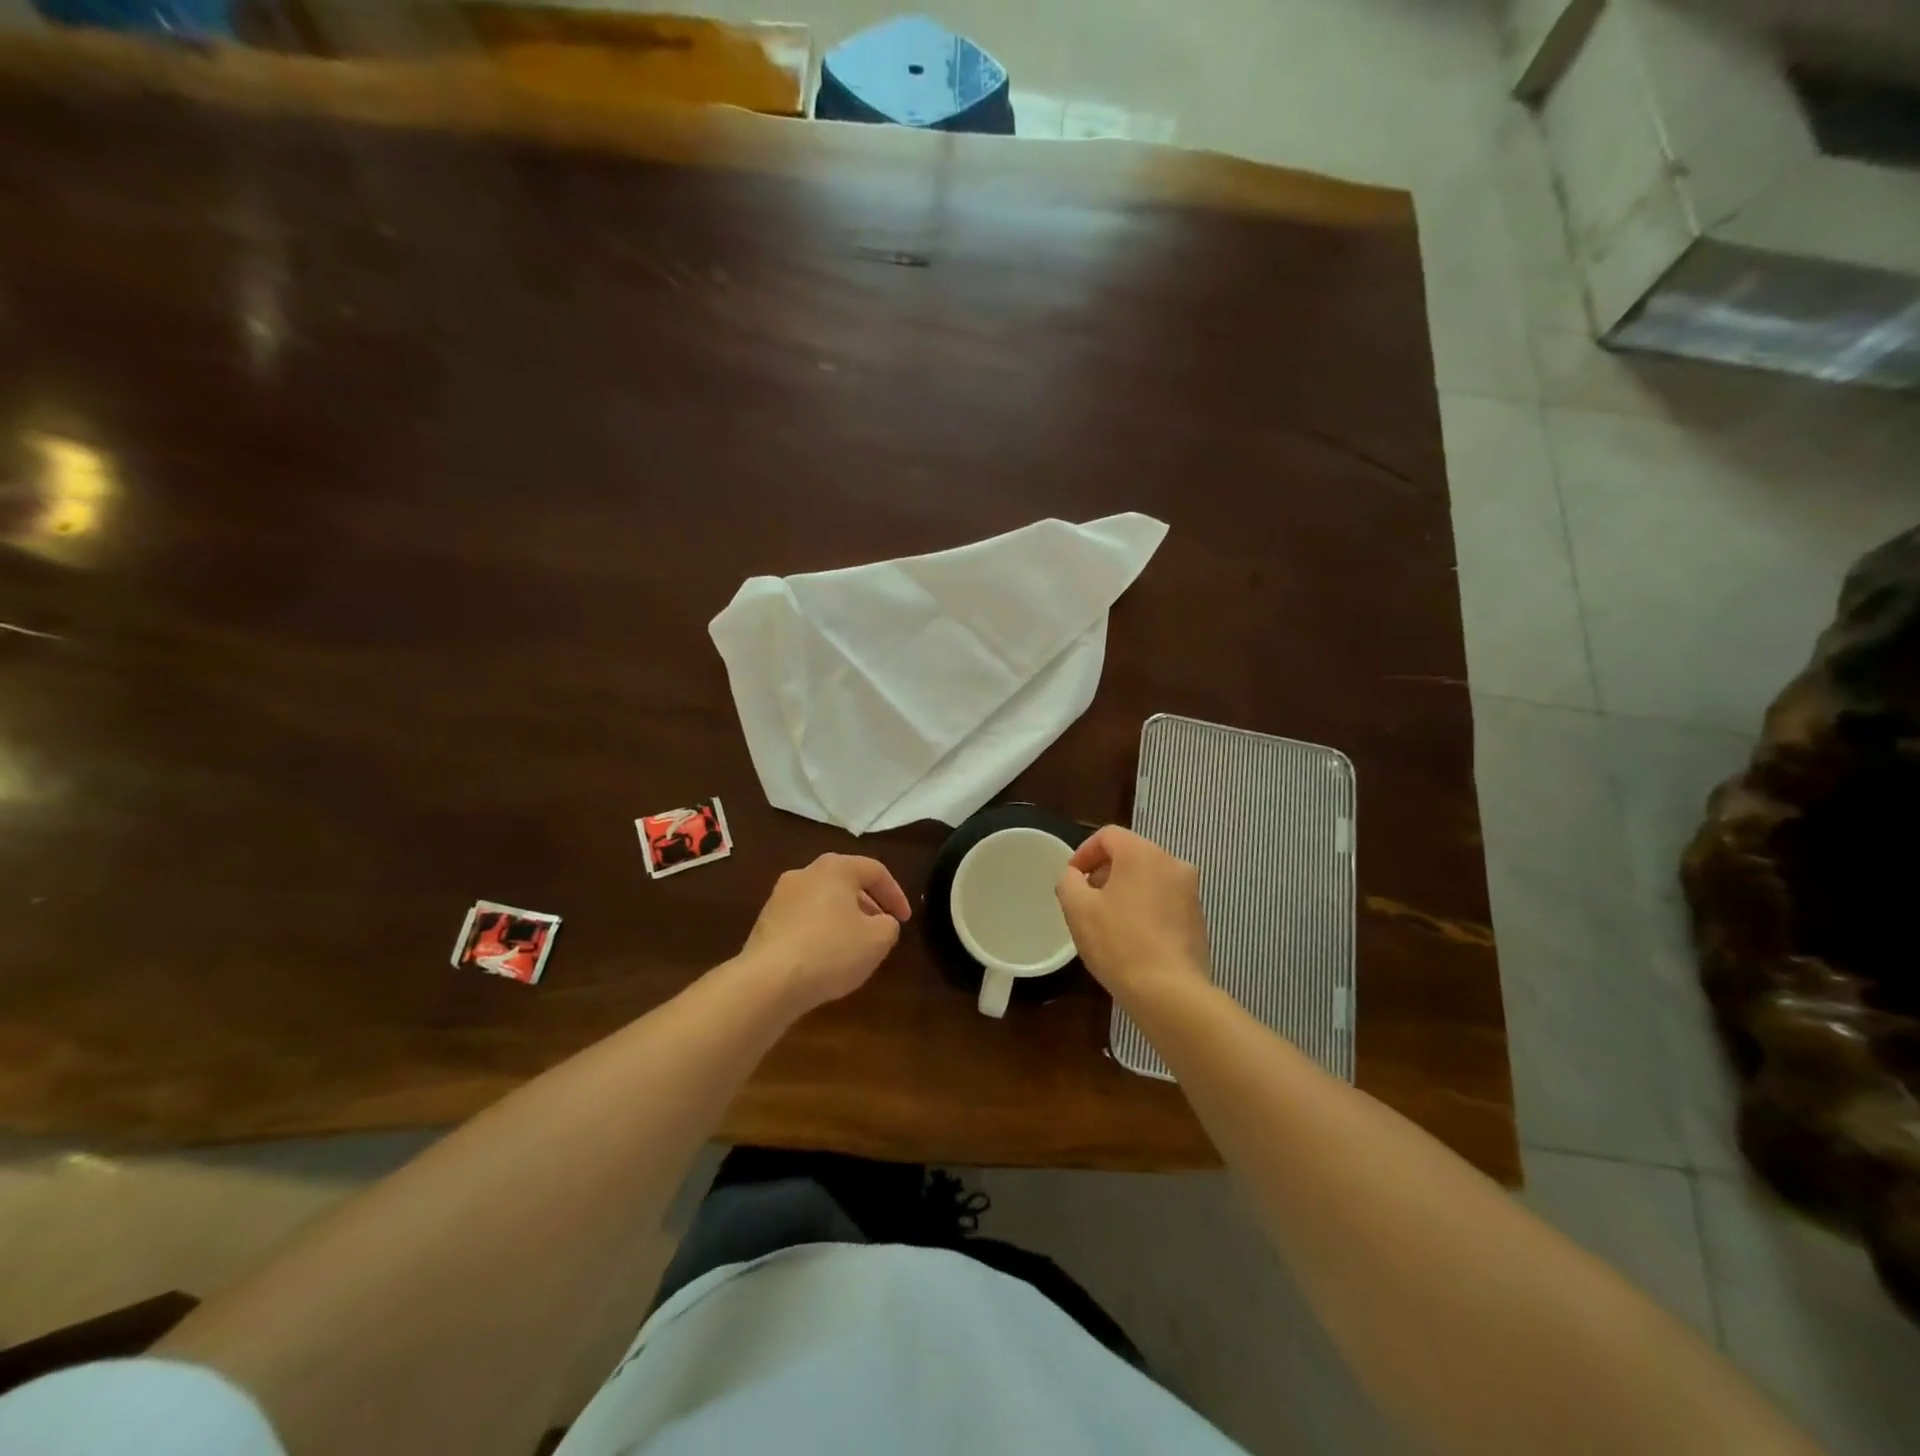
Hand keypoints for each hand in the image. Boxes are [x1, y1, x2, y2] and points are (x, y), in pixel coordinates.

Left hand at [740, 853, 911, 1011]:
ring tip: (855, 946)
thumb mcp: (878, 940)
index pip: (875, 871)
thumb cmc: (831, 951)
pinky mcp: (765, 922)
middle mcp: (805, 873)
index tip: (905, 920)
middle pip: (846, 883)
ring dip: (843, 918)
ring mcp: (779, 897)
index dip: (896, 895)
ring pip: (822, 901)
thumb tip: (882, 922)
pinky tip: (825, 958)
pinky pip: (803, 920)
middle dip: (868, 905)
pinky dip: (820, 931)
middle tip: (881, 929)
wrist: (768, 981)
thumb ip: (889, 925)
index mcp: (835, 868)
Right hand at [1055, 826, 1210, 1004]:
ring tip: (1108, 921)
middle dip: (1105, 872)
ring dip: (1126, 890)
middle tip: (1086, 899)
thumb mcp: (1078, 909)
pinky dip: (1145, 908)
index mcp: (1142, 853)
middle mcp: (1172, 863)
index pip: (1108, 836)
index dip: (1084, 853)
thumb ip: (1069, 881)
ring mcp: (1190, 891)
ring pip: (1149, 878)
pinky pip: (1164, 900)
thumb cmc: (1119, 943)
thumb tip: (1075, 876)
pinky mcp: (1198, 917)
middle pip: (1131, 854)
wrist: (1170, 992)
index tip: (1072, 879)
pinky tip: (1132, 937)